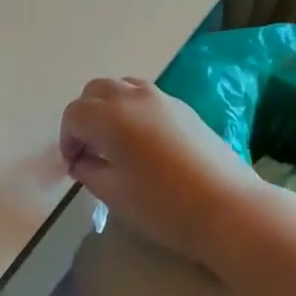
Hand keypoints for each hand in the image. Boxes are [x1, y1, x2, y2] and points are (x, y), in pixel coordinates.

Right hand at [59, 78, 268, 268]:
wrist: (228, 208)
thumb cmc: (162, 205)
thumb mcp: (113, 194)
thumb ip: (88, 170)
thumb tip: (82, 161)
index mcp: (109, 116)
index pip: (74, 115)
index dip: (67, 140)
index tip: (75, 167)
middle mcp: (133, 97)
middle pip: (95, 91)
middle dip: (85, 117)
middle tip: (90, 151)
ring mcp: (162, 98)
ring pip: (122, 87)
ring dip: (110, 109)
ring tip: (116, 143)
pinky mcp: (184, 108)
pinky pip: (146, 97)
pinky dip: (133, 110)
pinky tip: (143, 143)